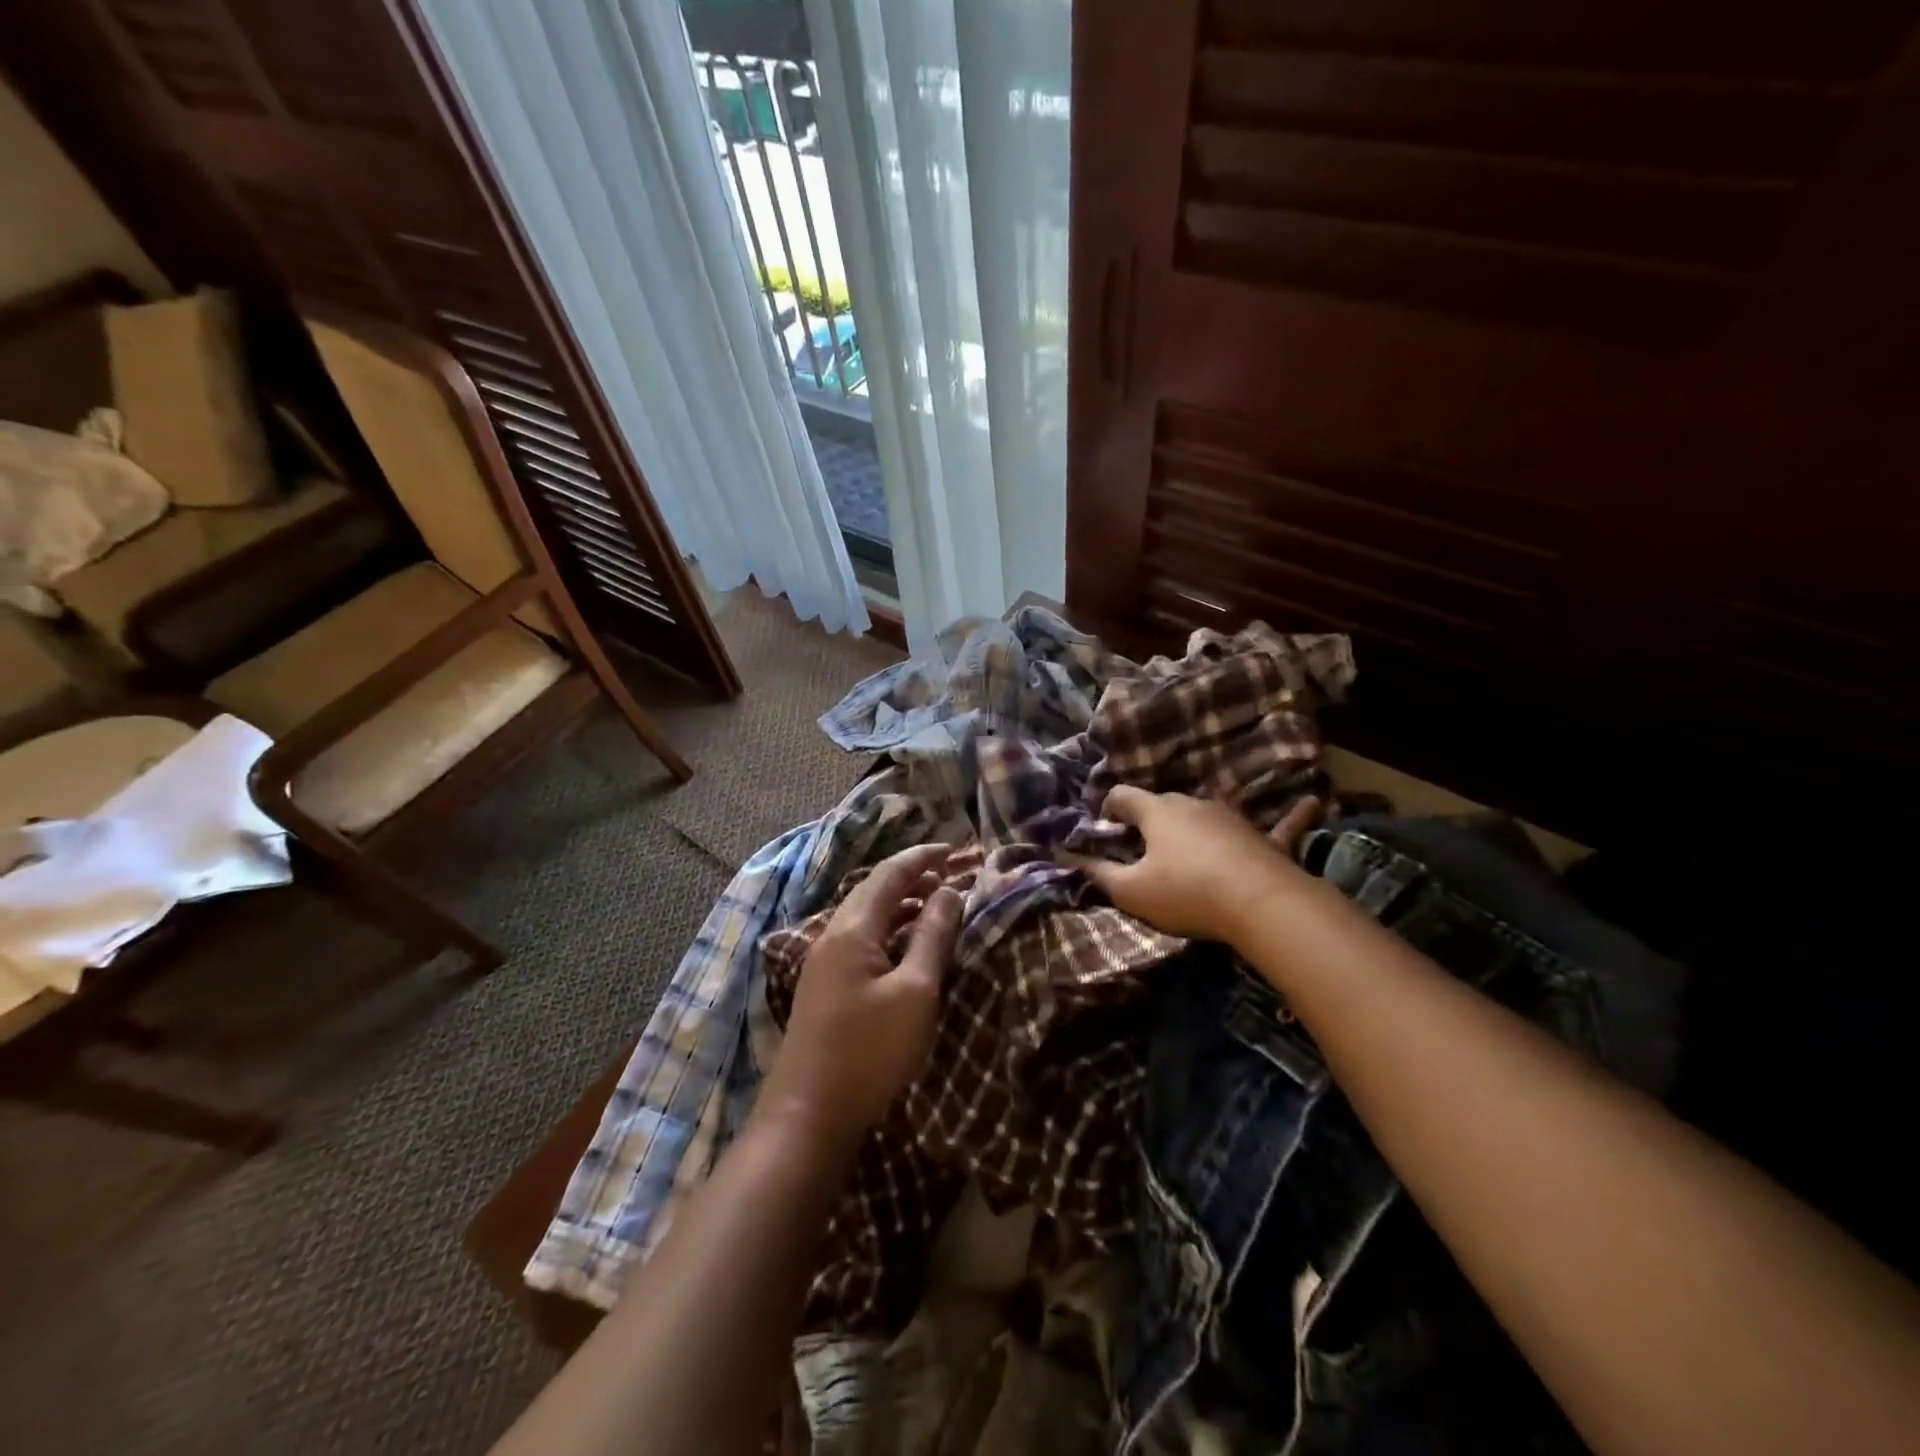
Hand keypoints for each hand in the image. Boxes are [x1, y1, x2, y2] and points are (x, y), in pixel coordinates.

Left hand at [761, 843, 963, 1150]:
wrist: (807, 1115)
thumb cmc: (869, 1050)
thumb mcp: (915, 992)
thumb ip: (933, 937)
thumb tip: (950, 891)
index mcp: (852, 929)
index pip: (889, 874)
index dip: (922, 857)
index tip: (955, 848)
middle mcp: (832, 936)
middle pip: (873, 891)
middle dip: (912, 878)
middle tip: (949, 877)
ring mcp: (824, 963)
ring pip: (866, 917)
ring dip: (901, 905)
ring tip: (936, 908)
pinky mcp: (824, 988)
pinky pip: (860, 941)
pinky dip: (889, 932)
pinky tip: (907, 949)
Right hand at [1079, 788, 1321, 943]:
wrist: (1259, 903)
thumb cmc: (1186, 892)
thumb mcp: (1132, 891)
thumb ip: (1099, 874)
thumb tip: (1070, 858)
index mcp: (1157, 812)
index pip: (1123, 796)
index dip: (1109, 807)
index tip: (1104, 825)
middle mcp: (1193, 804)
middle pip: (1163, 803)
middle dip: (1148, 819)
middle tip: (1141, 846)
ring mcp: (1232, 817)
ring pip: (1206, 813)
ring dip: (1193, 824)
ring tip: (1186, 848)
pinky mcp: (1265, 837)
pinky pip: (1280, 824)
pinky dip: (1292, 816)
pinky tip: (1315, 802)